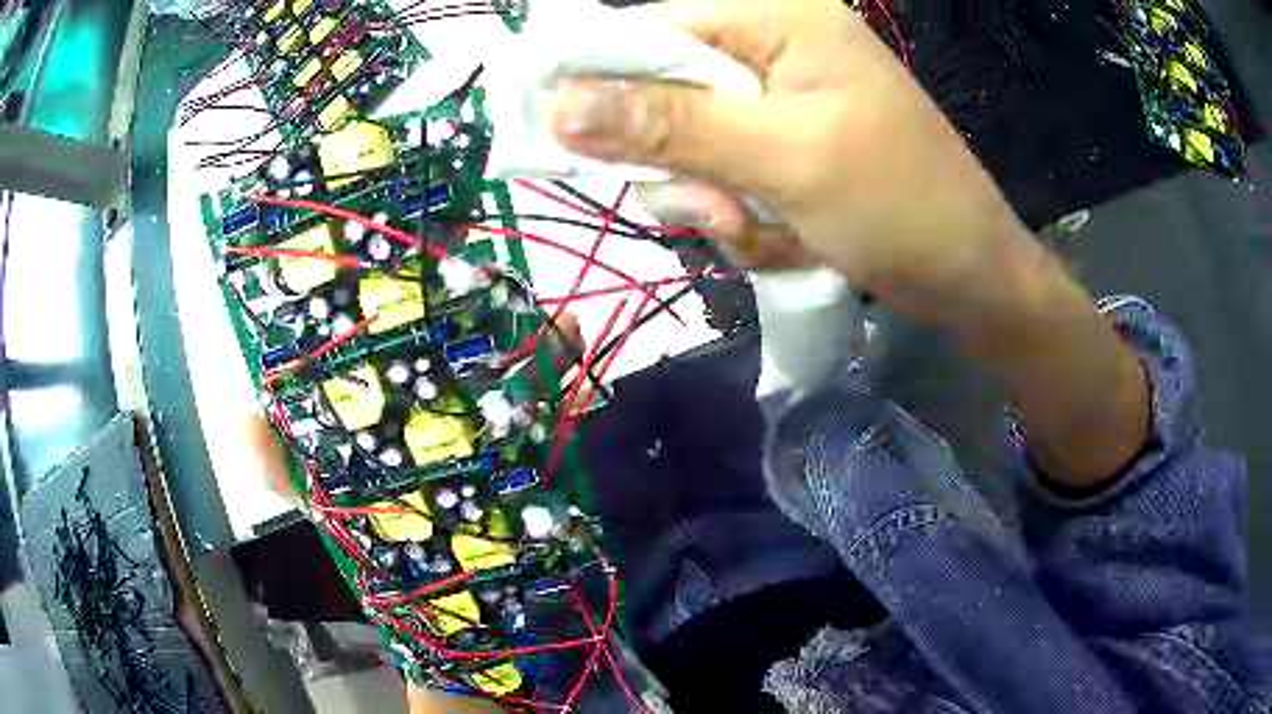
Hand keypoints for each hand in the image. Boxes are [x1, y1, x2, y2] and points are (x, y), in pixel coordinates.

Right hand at [549, 0, 1149, 487]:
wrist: (971, 280)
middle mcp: (775, 50)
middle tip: (717, 210)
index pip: (654, 28)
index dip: (601, 78)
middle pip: (666, 93)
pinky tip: (788, 240)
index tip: (566, 136)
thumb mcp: (782, 157)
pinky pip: (727, 179)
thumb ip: (671, 124)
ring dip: (715, 203)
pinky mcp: (789, 150)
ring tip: (764, 231)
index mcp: (779, 21)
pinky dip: (744, 220)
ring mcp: (782, 103)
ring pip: (692, 147)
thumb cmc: (898, 204)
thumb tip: (560, 104)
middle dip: (682, 164)